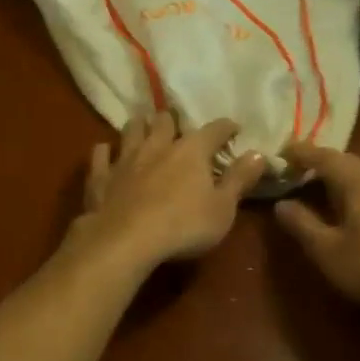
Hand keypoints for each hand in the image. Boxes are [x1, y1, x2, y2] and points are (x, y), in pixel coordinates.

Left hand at [68, 115, 268, 273]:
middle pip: (165, 121)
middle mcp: (157, 145)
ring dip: (139, 126)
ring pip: (131, 129)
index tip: (233, 129)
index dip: (226, 127)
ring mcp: (126, 158)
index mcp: (192, 151)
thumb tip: (258, 154)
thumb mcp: (223, 209)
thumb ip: (239, 180)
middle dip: (173, 121)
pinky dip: (105, 151)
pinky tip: (106, 152)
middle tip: (178, 128)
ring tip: (143, 128)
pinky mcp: (101, 175)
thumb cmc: (183, 226)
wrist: (125, 240)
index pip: (214, 129)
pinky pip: (101, 154)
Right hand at [273, 143, 359, 333]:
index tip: (279, 152)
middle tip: (295, 170)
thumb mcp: (327, 251)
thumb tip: (281, 204)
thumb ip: (302, 224)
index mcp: (359, 181)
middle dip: (319, 163)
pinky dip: (356, 192)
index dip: (300, 152)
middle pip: (347, 162)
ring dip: (339, 178)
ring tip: (319, 189)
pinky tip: (352, 211)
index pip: (324, 156)